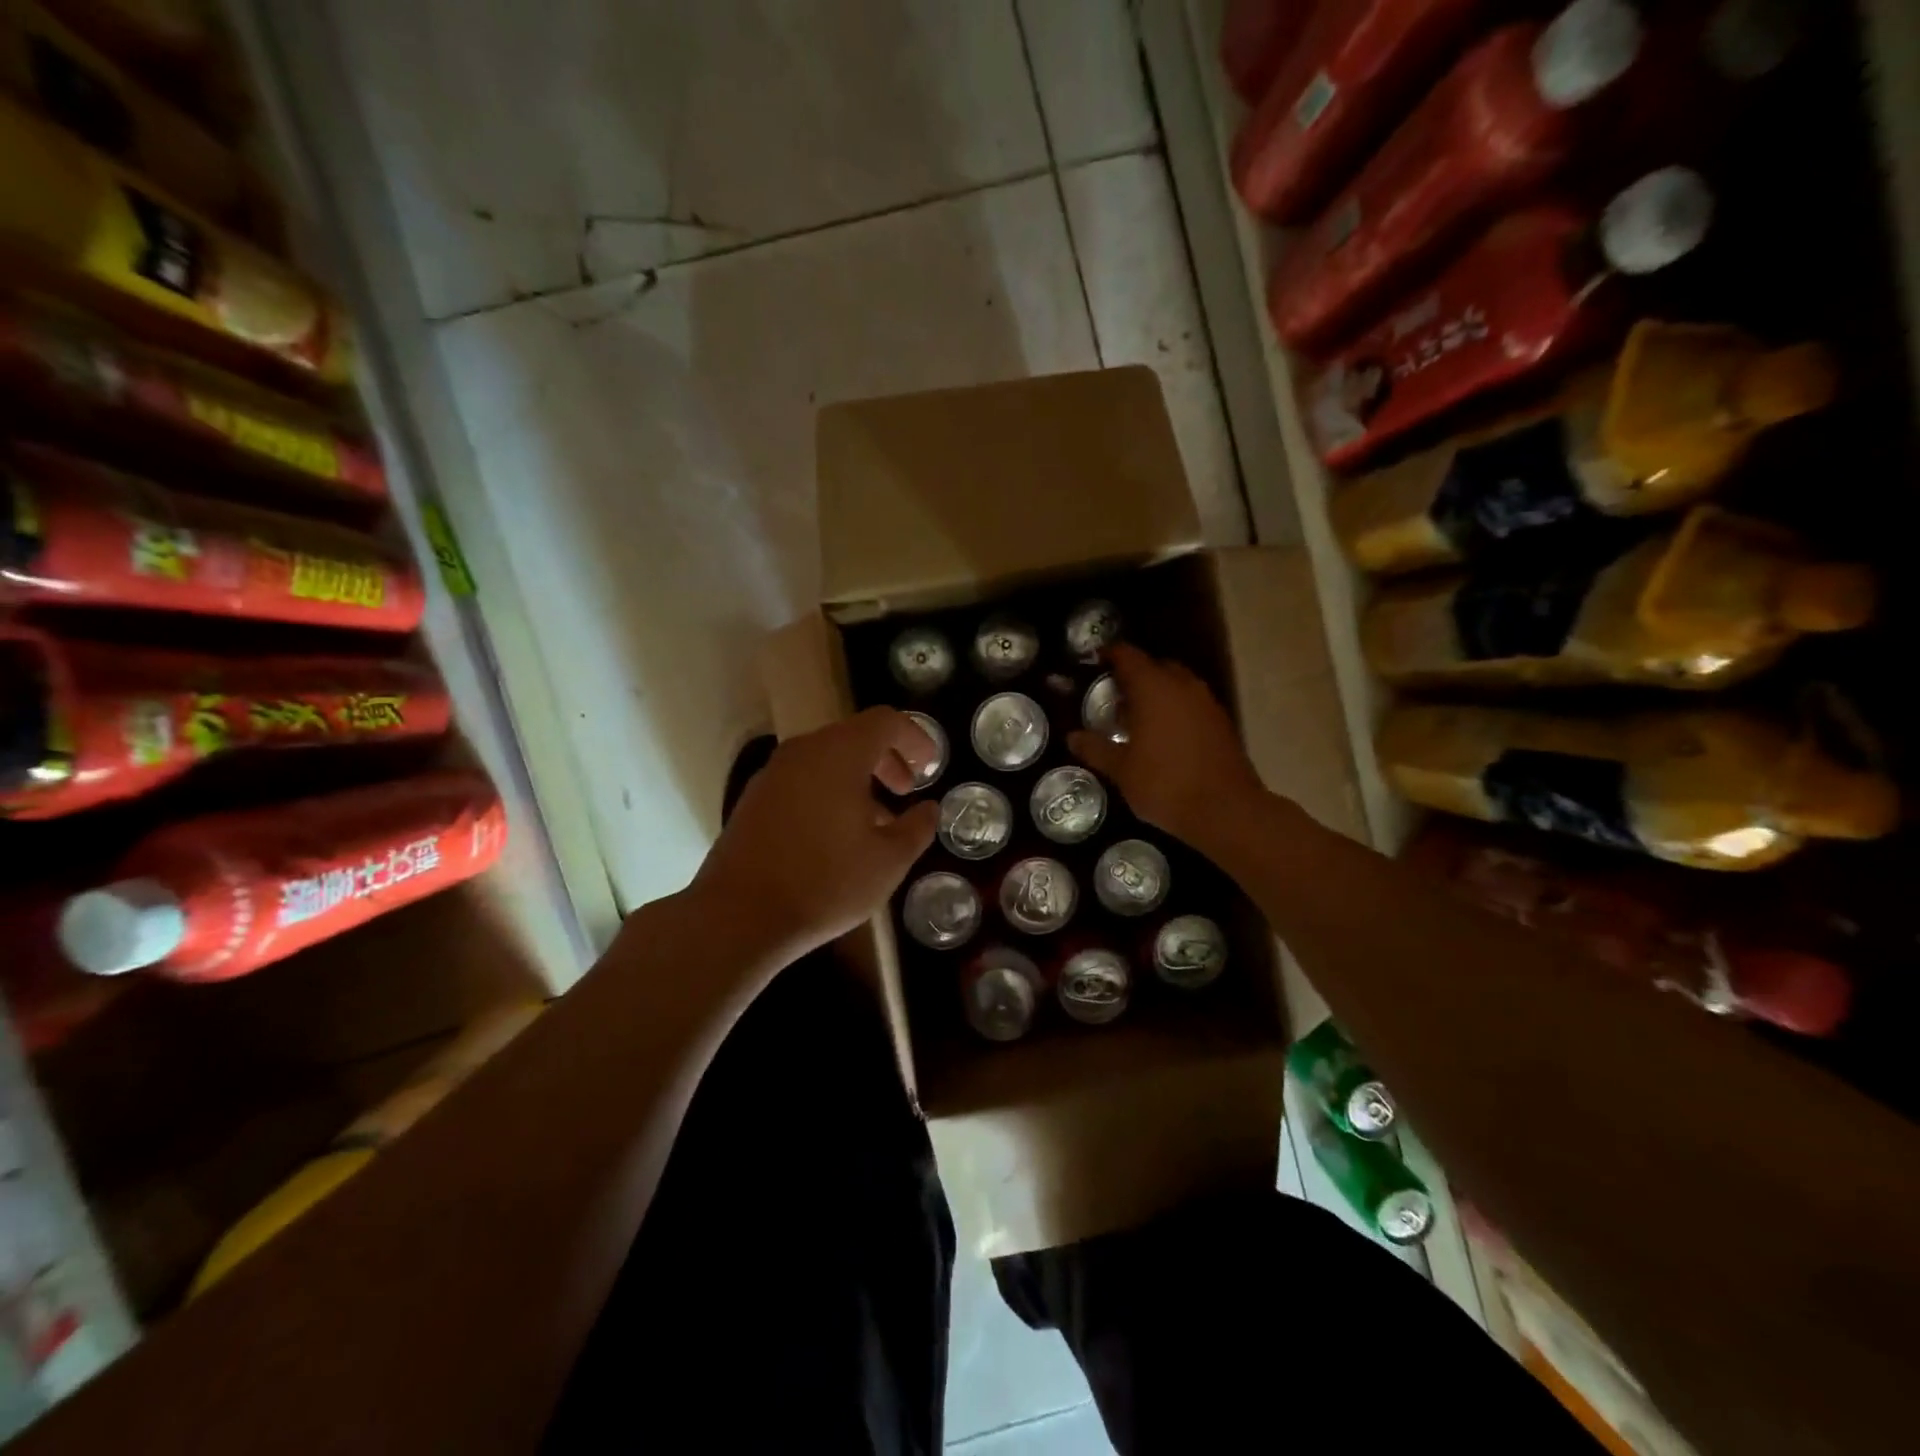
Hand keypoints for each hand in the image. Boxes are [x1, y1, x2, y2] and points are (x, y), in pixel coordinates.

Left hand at [691, 709, 940, 963]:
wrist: (738, 916)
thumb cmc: (825, 882)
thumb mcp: (888, 861)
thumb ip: (916, 828)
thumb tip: (929, 809)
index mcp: (839, 754)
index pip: (885, 721)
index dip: (915, 738)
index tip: (930, 767)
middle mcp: (803, 752)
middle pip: (853, 736)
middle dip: (886, 759)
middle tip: (905, 790)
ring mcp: (773, 774)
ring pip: (826, 760)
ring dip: (857, 779)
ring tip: (875, 822)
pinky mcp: (754, 799)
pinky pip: (802, 780)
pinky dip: (828, 792)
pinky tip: (836, 836)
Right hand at [1068, 643, 1266, 850]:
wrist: (1225, 810)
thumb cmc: (1165, 784)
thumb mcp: (1121, 770)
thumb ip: (1096, 749)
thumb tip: (1072, 737)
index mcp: (1154, 688)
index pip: (1128, 656)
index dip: (1109, 655)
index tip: (1094, 662)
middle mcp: (1183, 685)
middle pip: (1155, 666)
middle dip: (1134, 676)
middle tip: (1112, 696)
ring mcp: (1206, 702)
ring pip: (1176, 684)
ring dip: (1156, 693)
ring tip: (1135, 718)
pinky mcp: (1221, 721)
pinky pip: (1191, 703)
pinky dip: (1174, 709)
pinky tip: (1162, 735)